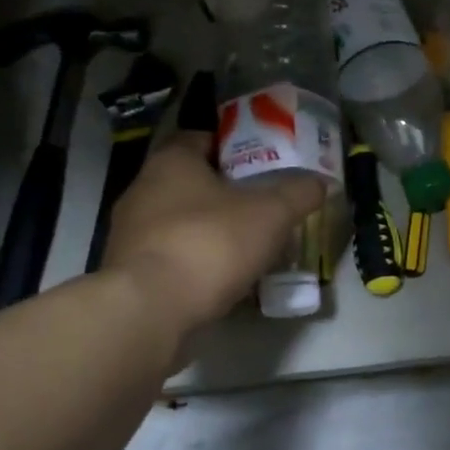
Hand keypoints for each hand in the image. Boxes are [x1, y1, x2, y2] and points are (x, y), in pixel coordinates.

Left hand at [100, 133, 325, 335]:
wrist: (150, 310)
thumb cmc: (210, 243)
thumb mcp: (272, 213)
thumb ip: (299, 193)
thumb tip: (320, 182)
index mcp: (171, 162)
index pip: (199, 139)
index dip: (232, 148)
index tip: (261, 164)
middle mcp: (143, 190)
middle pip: (192, 182)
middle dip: (227, 192)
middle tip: (264, 205)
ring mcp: (131, 233)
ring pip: (181, 221)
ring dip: (212, 229)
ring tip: (250, 245)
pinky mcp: (130, 272)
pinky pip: (172, 256)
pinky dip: (197, 262)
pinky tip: (225, 278)